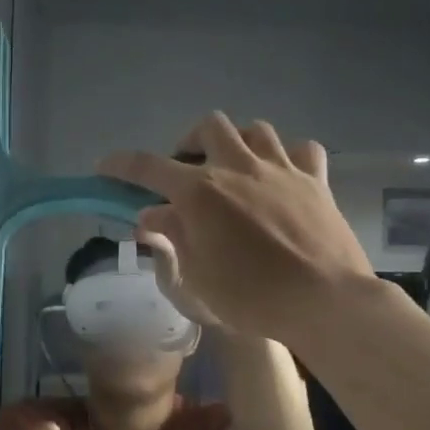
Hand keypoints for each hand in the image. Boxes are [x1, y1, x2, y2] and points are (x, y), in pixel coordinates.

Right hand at [99, 114, 377, 347]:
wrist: (325, 302)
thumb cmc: (252, 298)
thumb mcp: (197, 276)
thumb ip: (173, 237)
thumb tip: (151, 215)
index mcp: (200, 193)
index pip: (148, 167)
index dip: (121, 164)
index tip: (105, 167)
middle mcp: (238, 168)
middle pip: (208, 127)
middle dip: (190, 144)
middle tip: (187, 173)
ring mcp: (281, 169)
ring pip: (255, 129)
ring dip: (237, 143)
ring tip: (234, 169)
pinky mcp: (316, 180)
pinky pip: (302, 149)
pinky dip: (288, 156)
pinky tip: (282, 175)